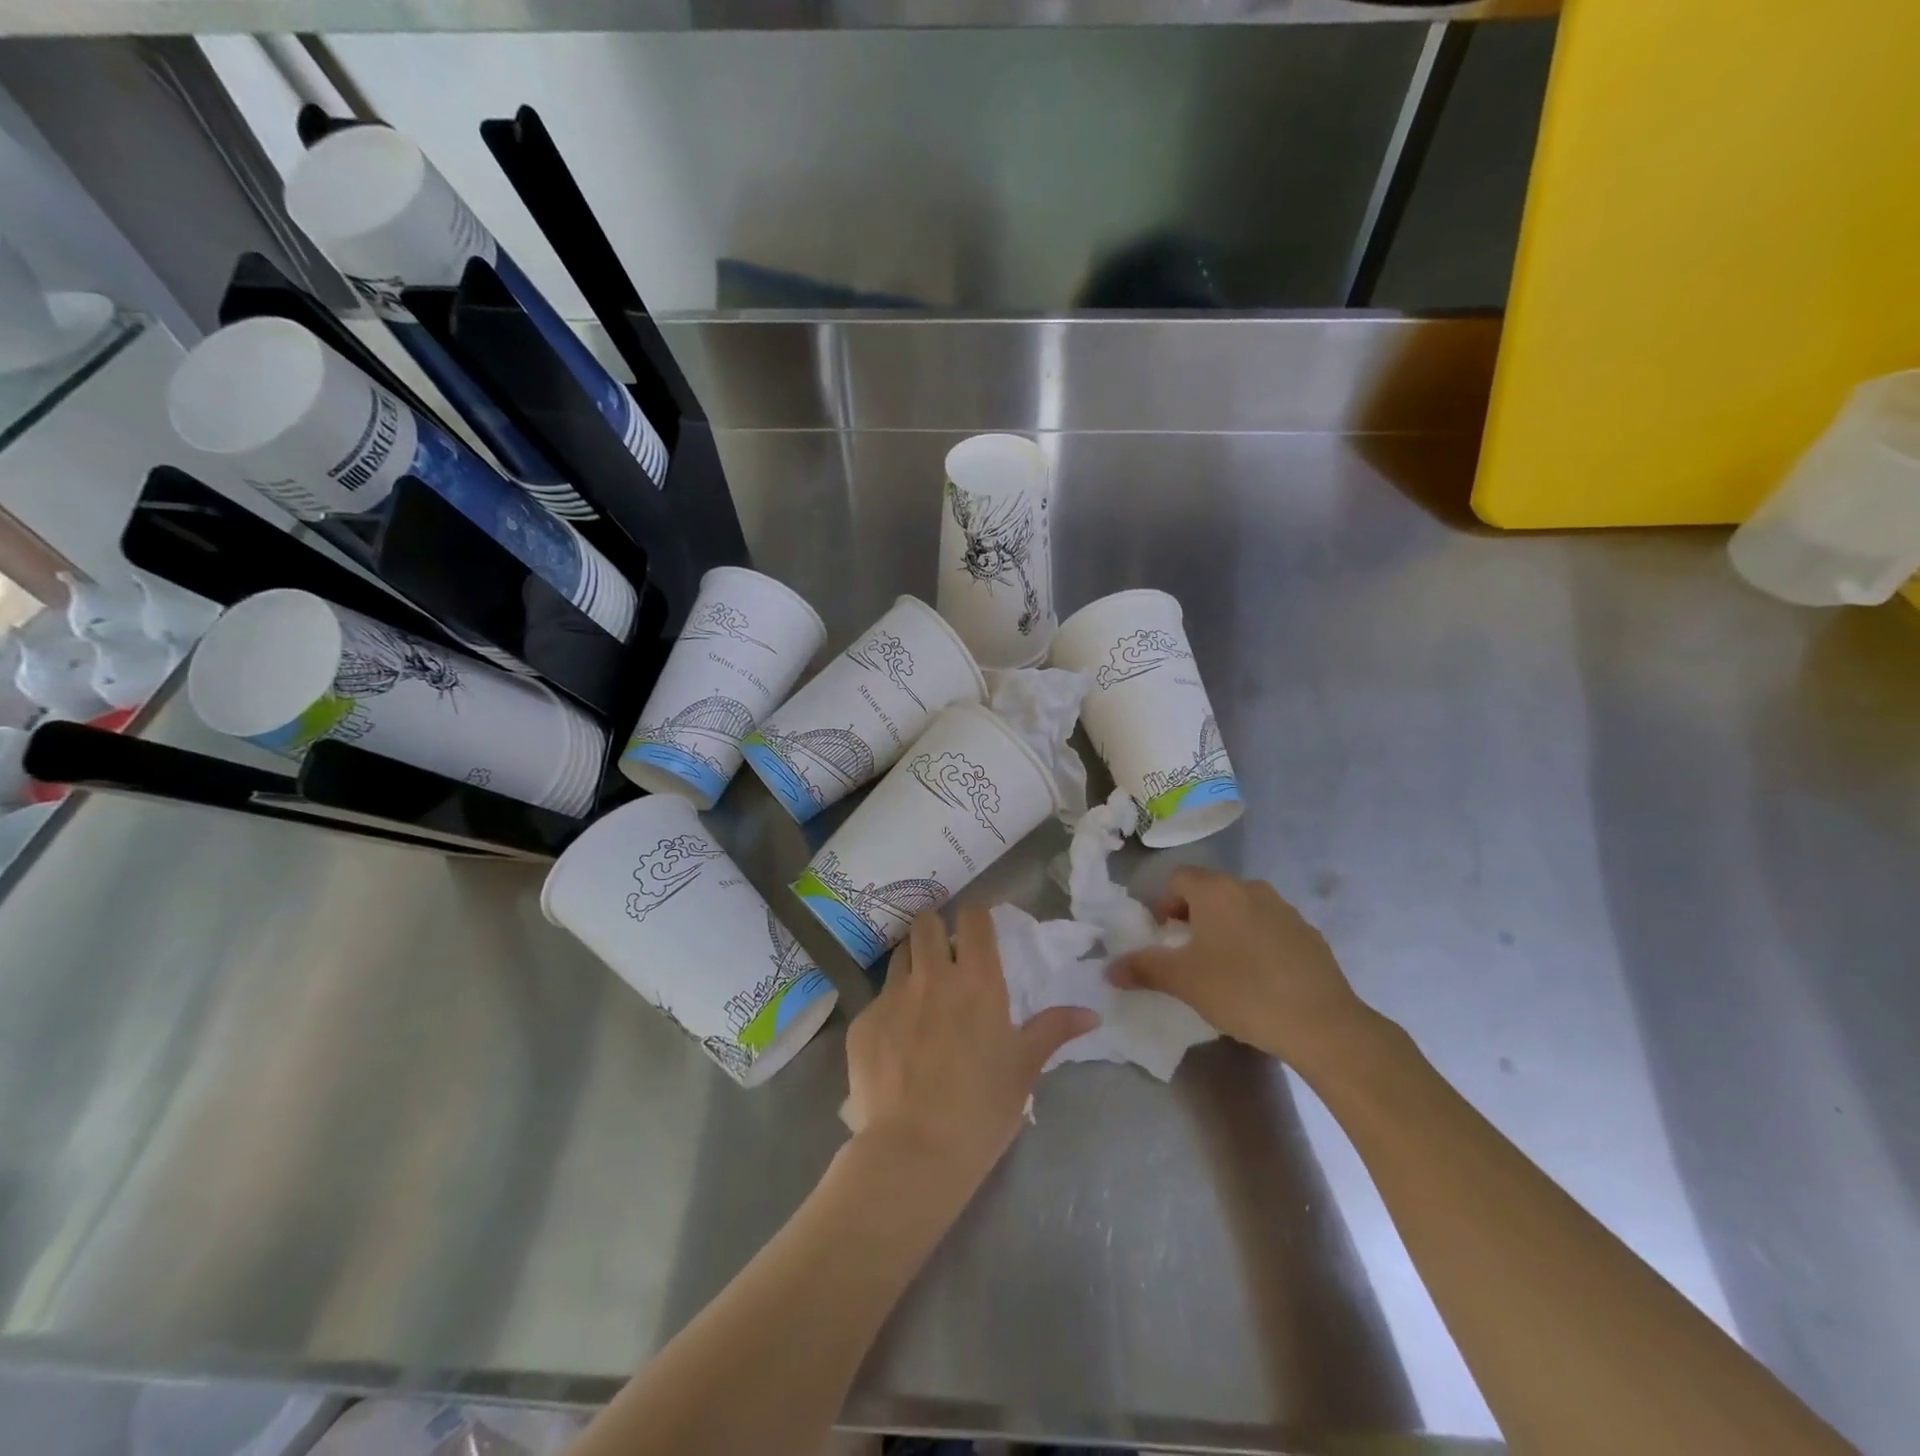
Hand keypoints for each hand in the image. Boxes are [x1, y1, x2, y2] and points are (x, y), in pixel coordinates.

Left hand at [845, 906, 1096, 1193]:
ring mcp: (892, 996)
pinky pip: (877, 1000)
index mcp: (977, 980)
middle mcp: (932, 976)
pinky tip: (895, 1045)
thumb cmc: (982, 1109)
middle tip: (943, 957)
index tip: (979, 929)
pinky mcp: (862, 1021)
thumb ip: (1054, 1030)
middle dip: (935, 930)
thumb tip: (1091, 1013)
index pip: (974, 918)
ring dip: (911, 963)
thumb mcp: (1024, 1068)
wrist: (914, 1152)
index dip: (976, 916)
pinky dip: (889, 1011)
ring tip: (919, 994)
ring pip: (899, 954)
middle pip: (925, 922)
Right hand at [1109, 866, 1380, 1071]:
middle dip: (1194, 917)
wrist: (1321, 1023)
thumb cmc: (1241, 991)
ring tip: (1225, 969)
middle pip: (1210, 891)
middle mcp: (1251, 889)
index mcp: (1217, 891)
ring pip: (1242, 909)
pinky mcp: (1309, 934)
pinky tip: (1260, 979)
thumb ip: (1143, 968)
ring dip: (1226, 929)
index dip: (1164, 904)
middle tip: (1189, 955)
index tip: (1164, 937)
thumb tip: (1109, 969)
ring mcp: (1285, 910)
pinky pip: (1270, 928)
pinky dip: (1257, 943)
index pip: (1178, 878)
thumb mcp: (1183, 982)